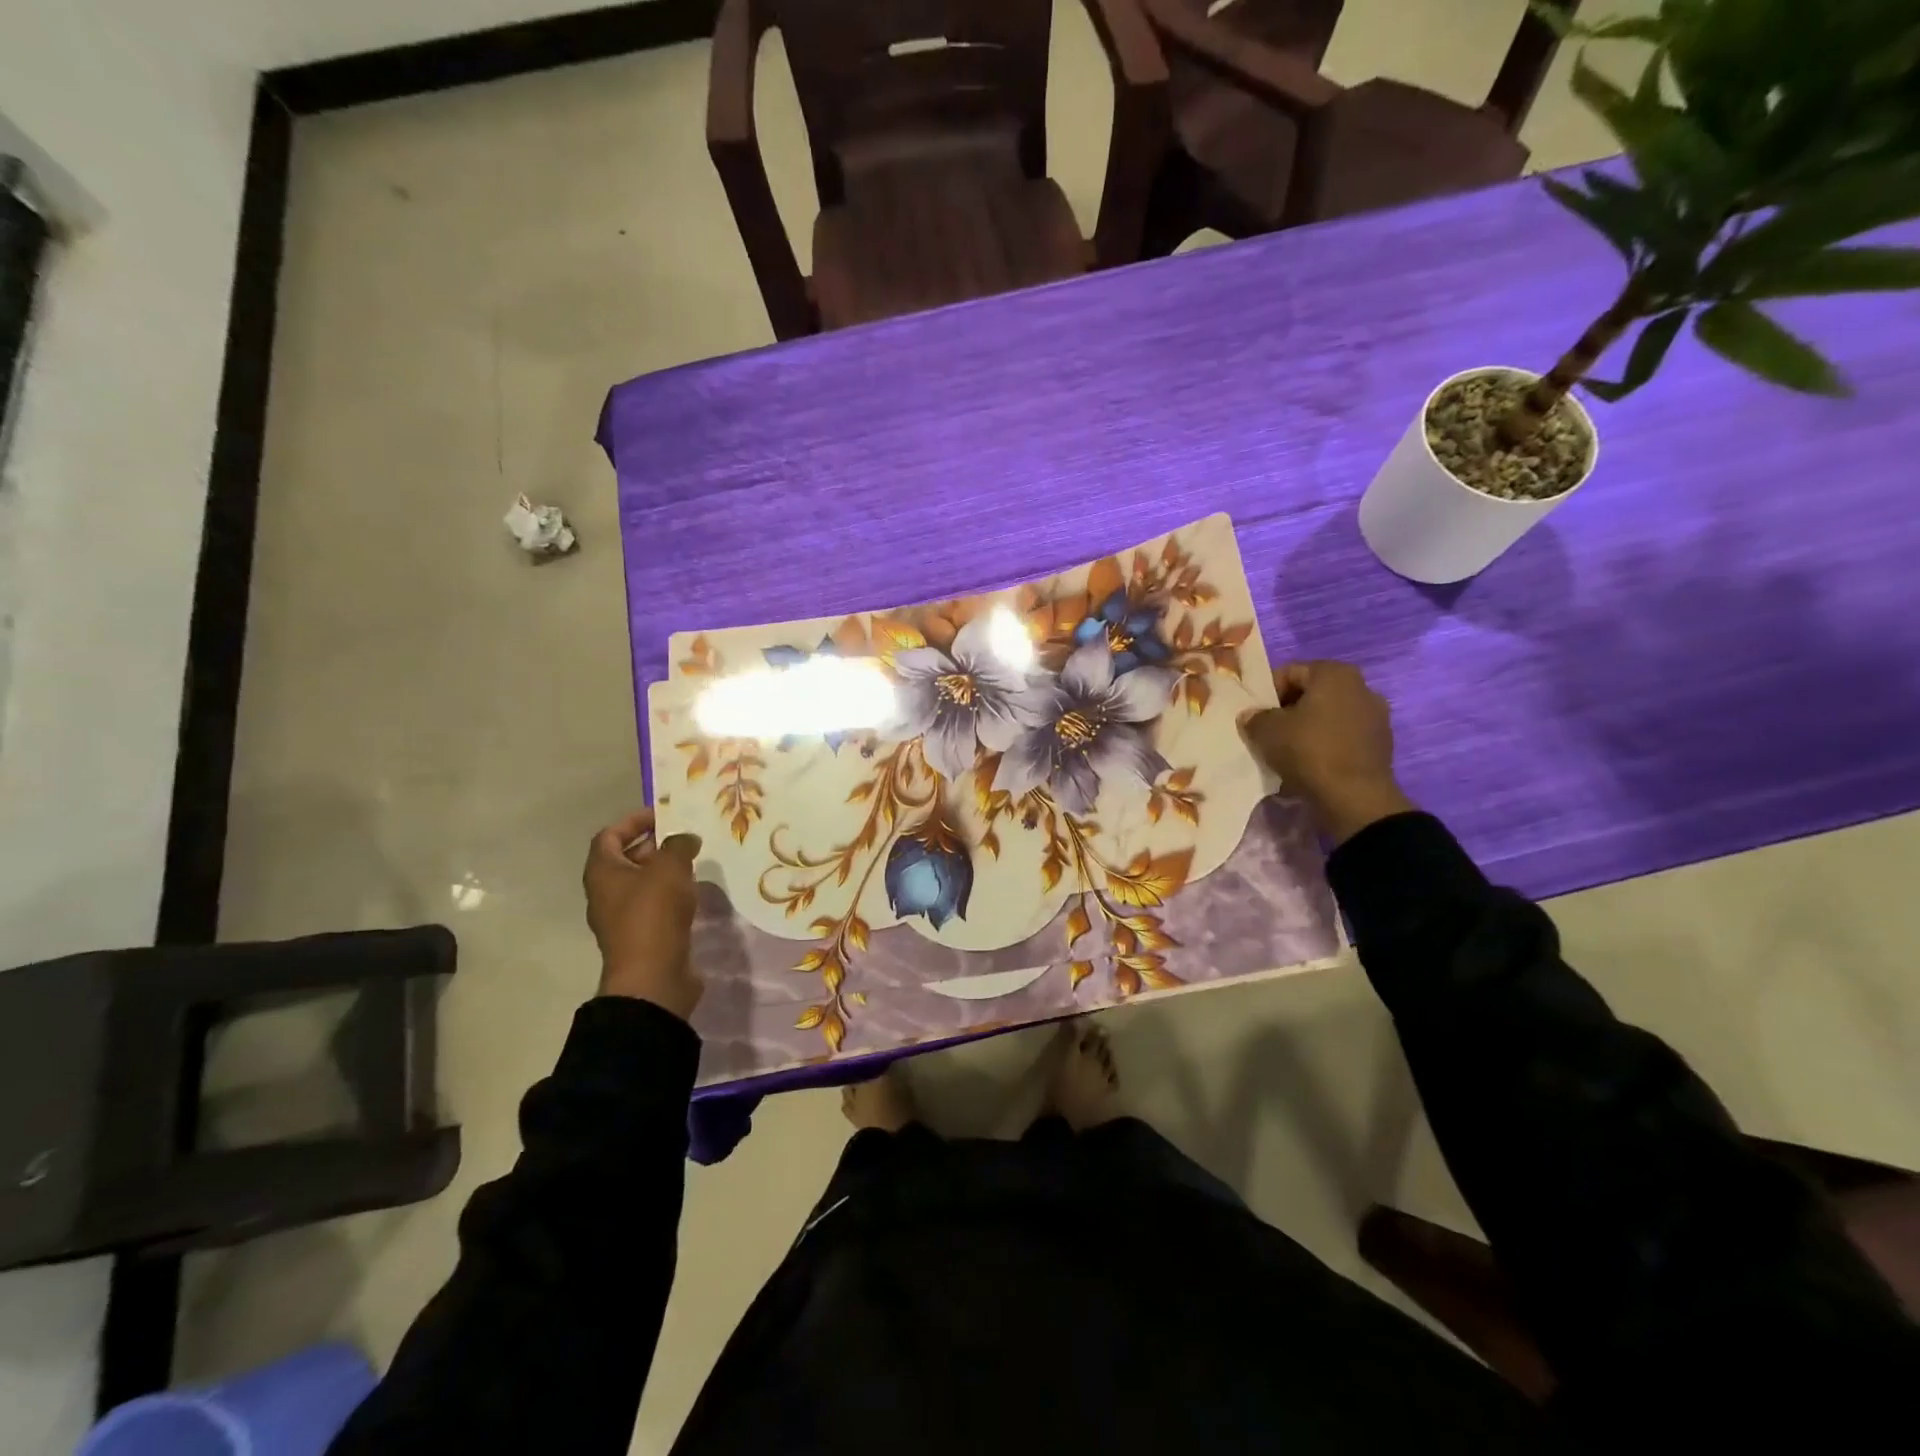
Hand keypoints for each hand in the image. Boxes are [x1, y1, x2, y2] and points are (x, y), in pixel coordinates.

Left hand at [583, 808, 703, 1018]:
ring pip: (641, 883)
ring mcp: (622, 917)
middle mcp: (606, 892)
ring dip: (664, 870)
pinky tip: (693, 893)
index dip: (633, 821)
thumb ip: (678, 845)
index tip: (663, 814)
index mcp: (602, 871)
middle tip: (684, 837)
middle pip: (625, 858)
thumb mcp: (670, 868)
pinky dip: (670, 894)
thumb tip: (685, 839)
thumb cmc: (653, 914)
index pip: (609, 835)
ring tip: (694, 862)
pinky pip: (653, 905)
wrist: (652, 976)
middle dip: (653, 844)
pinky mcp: (641, 935)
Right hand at [1243, 661, 1413, 844]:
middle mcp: (1362, 686)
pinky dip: (1327, 743)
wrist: (1354, 797)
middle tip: (1270, 732)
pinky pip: (1344, 736)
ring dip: (1309, 727)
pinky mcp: (1381, 743)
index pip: (1290, 672)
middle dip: (1290, 709)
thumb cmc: (1308, 751)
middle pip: (1313, 693)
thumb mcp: (1266, 731)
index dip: (1268, 693)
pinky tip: (1312, 763)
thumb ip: (1255, 717)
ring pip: (1329, 715)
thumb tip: (1252, 716)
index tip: (1257, 716)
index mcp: (1334, 673)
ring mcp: (1376, 716)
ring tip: (1290, 750)